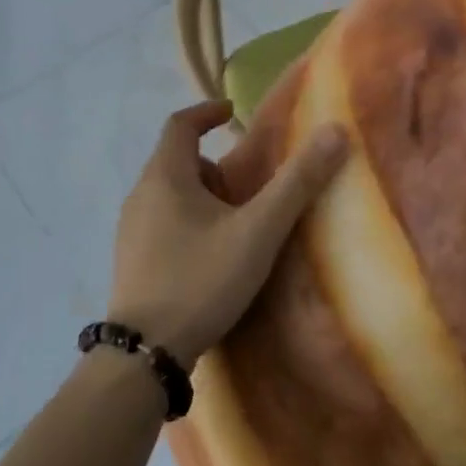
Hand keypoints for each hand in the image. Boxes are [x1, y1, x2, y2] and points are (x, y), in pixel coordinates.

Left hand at [108, 102, 346, 368]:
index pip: (179, 124)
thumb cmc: (201, 280)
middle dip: (214, 165)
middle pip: (176, 161)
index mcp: (165, 176)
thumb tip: (335, 131)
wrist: (145, 353)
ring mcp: (130, 230)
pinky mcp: (131, 260)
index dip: (206, 112)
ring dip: (203, 196)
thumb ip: (297, 183)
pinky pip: (162, 223)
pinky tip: (211, 255)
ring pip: (170, 195)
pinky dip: (188, 222)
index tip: (231, 113)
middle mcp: (140, 195)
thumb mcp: (258, 231)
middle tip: (249, 185)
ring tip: (237, 222)